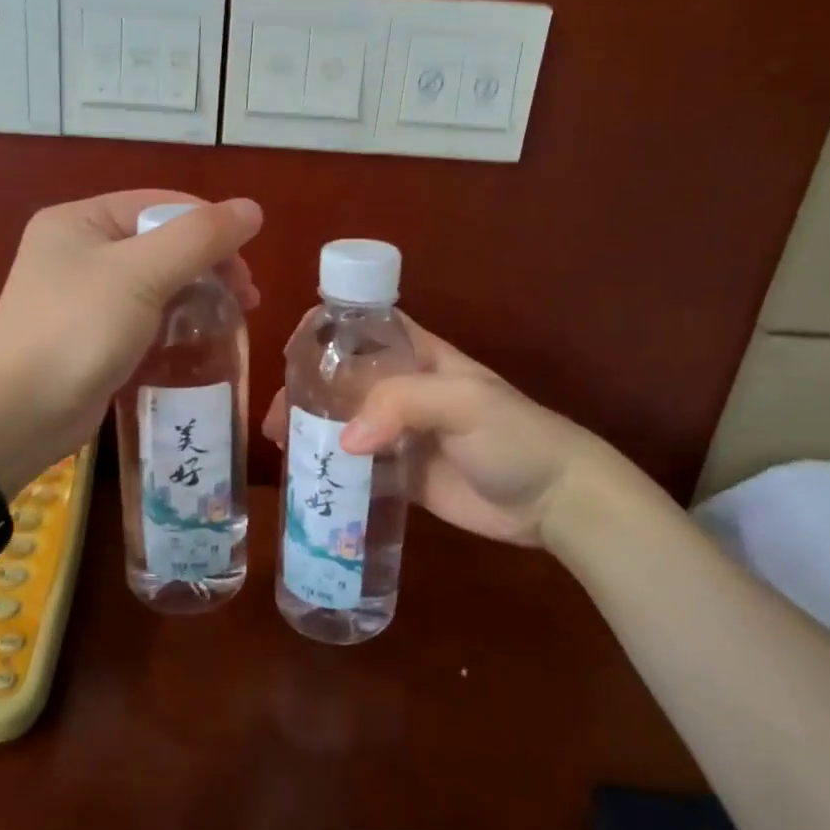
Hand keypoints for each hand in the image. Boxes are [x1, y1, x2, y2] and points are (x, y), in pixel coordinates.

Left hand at [0, 190, 261, 497]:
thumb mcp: (141, 274)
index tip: (247, 266)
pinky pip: (145, 315)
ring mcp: (84, 296)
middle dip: (208, 265)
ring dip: (197, 294)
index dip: (210, 227)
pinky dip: (175, 321)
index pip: (161, 205)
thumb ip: (199, 238)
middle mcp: (80, 250)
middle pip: (162, 242)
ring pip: (157, 281)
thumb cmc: (77, 330)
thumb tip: (252, 209)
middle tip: (246, 298)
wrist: (17, 414)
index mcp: (82, 220)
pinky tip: (200, 338)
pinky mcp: (93, 336)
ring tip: (233, 318)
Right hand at [263, 318, 675, 561]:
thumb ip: (403, 404)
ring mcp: (402, 435)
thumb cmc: (514, 435)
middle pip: (345, 379)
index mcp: (420, 358)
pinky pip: (359, 467)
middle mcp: (405, 391)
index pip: (369, 328)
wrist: (554, 501)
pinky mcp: (402, 476)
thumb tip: (344, 439)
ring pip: (346, 423)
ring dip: (313, 430)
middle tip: (276, 415)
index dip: (331, 328)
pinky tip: (305, 476)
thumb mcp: (464, 401)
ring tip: (281, 445)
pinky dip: (332, 468)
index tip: (293, 346)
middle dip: (308, 389)